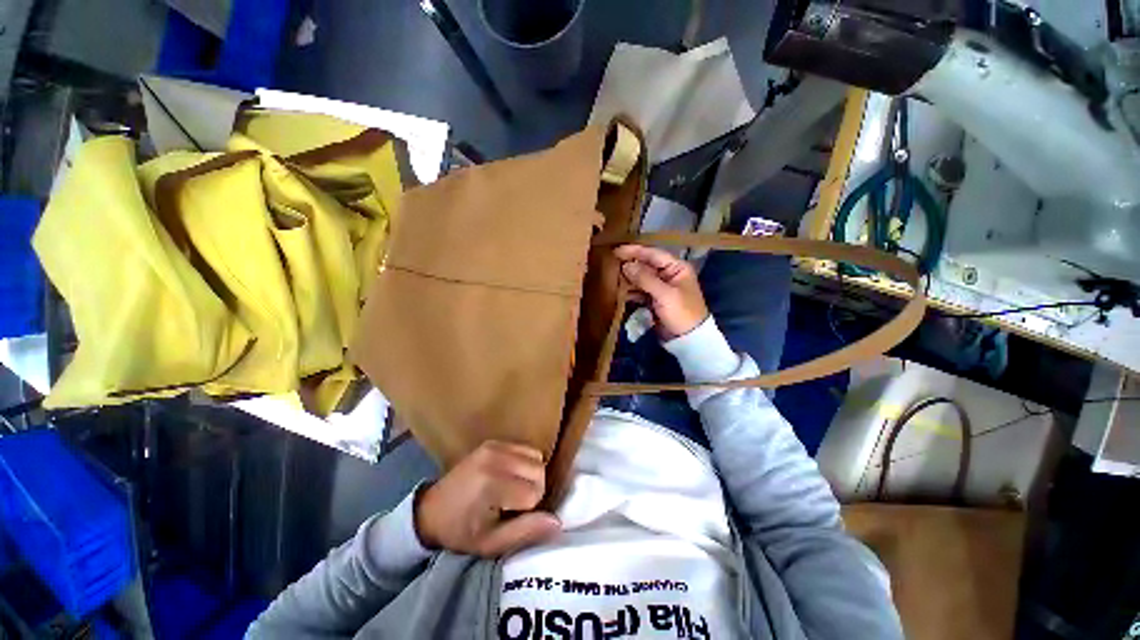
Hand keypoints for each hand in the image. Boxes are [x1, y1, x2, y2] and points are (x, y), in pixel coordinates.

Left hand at [414, 441, 560, 557]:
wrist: (431, 511)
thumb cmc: (460, 532)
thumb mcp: (490, 544)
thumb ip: (525, 532)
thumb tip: (558, 522)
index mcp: (491, 484)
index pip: (535, 492)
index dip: (529, 509)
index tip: (510, 516)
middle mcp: (494, 458)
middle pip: (539, 471)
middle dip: (534, 490)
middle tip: (513, 505)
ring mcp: (494, 446)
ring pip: (536, 458)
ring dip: (532, 475)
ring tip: (512, 490)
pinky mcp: (493, 441)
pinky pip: (526, 449)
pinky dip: (526, 463)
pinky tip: (510, 476)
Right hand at [614, 245, 709, 339]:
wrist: (689, 339)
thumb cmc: (682, 313)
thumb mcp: (665, 295)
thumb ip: (645, 279)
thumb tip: (626, 265)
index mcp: (677, 268)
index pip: (653, 254)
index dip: (635, 251)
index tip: (617, 251)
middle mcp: (669, 274)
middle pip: (646, 265)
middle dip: (630, 265)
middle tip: (612, 264)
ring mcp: (661, 288)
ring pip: (641, 278)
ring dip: (629, 278)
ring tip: (613, 277)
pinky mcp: (655, 300)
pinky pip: (640, 291)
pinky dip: (631, 291)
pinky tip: (621, 292)